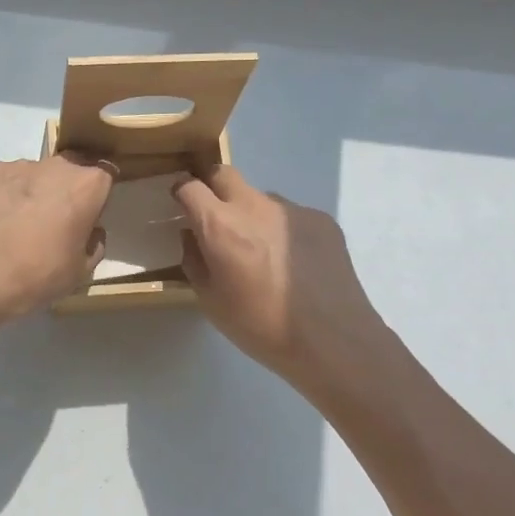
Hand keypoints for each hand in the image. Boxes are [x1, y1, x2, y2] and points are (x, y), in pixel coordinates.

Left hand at [0, 154, 114, 324]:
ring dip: (34, 191)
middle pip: (70, 170)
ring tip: (17, 224)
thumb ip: (95, 243)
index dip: (97, 196)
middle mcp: (57, 165)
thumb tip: (92, 231)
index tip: (88, 215)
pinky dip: (3, 193)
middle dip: (66, 189)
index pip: (105, 176)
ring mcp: (19, 165)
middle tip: (55, 221)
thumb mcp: (82, 271)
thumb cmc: (40, 274)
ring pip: (35, 174)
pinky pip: (3, 179)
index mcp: (87, 185)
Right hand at [175, 167, 395, 392]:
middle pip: (224, 174)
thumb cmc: (261, 326)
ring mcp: (291, 209)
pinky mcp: (321, 219)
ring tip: (264, 254)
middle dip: (213, 188)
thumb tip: (192, 236)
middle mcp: (254, 205)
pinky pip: (291, 215)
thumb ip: (194, 260)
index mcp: (220, 225)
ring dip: (252, 214)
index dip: (181, 192)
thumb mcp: (211, 301)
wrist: (333, 340)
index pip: (189, 187)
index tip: (181, 206)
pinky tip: (295, 264)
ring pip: (260, 198)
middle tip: (216, 218)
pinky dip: (283, 231)